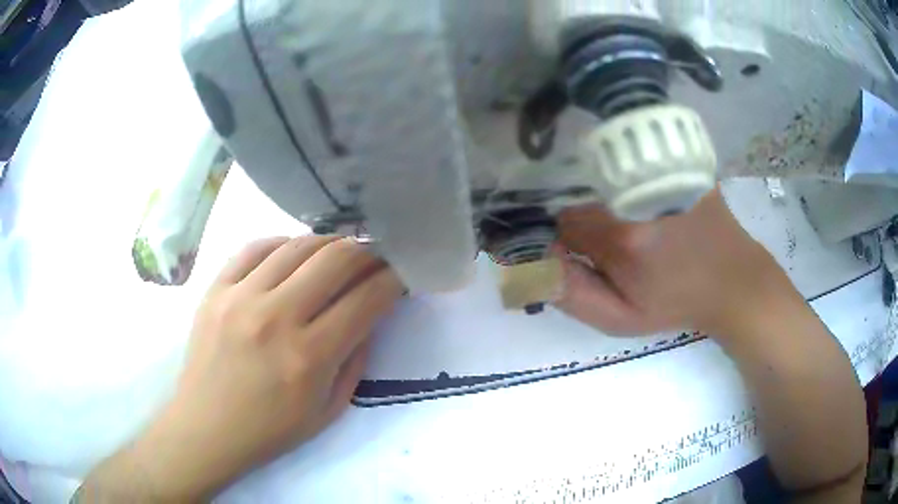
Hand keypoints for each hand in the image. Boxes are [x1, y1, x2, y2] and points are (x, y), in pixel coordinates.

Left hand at [82, 236, 404, 500]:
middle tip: (375, 257)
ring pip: (297, 246)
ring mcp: (240, 297)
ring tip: (339, 252)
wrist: (207, 428)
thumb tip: (367, 314)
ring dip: (329, 244)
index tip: (401, 273)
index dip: (392, 280)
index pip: (366, 299)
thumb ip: (355, 360)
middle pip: (336, 260)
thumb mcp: (328, 410)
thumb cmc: (271, 430)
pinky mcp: (216, 289)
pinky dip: (283, 243)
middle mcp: (276, 317)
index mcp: (309, 357)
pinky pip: (255, 247)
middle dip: (367, 252)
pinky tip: (293, 253)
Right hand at [555, 189, 793, 337]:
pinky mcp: (682, 166)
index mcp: (622, 237)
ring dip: (615, 206)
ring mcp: (663, 175)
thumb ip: (573, 295)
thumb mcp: (622, 318)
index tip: (592, 260)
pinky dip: (637, 188)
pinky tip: (660, 211)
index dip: (572, 244)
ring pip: (612, 185)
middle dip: (593, 226)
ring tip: (644, 230)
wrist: (733, 282)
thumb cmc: (678, 303)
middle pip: (589, 201)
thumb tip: (537, 264)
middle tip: (622, 250)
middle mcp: (639, 196)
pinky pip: (639, 171)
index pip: (565, 225)